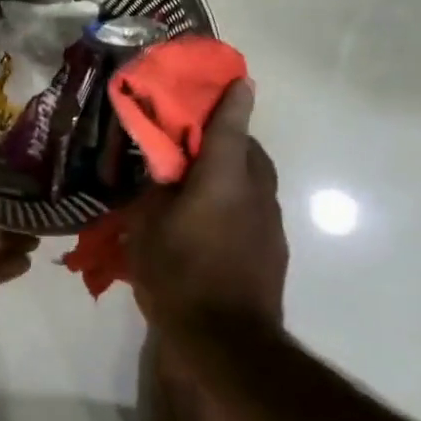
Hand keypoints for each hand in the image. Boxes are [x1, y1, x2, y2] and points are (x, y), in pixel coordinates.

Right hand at [127, 80, 287, 346]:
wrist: (229, 342)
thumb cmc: (179, 277)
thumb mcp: (146, 230)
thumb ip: (155, 194)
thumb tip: (165, 175)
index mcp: (222, 180)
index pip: (230, 128)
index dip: (233, 101)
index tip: (239, 79)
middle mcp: (254, 193)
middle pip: (250, 151)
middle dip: (230, 138)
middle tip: (199, 142)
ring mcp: (269, 223)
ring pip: (256, 180)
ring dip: (235, 171)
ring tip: (203, 183)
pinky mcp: (274, 249)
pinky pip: (256, 208)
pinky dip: (238, 201)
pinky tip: (214, 222)